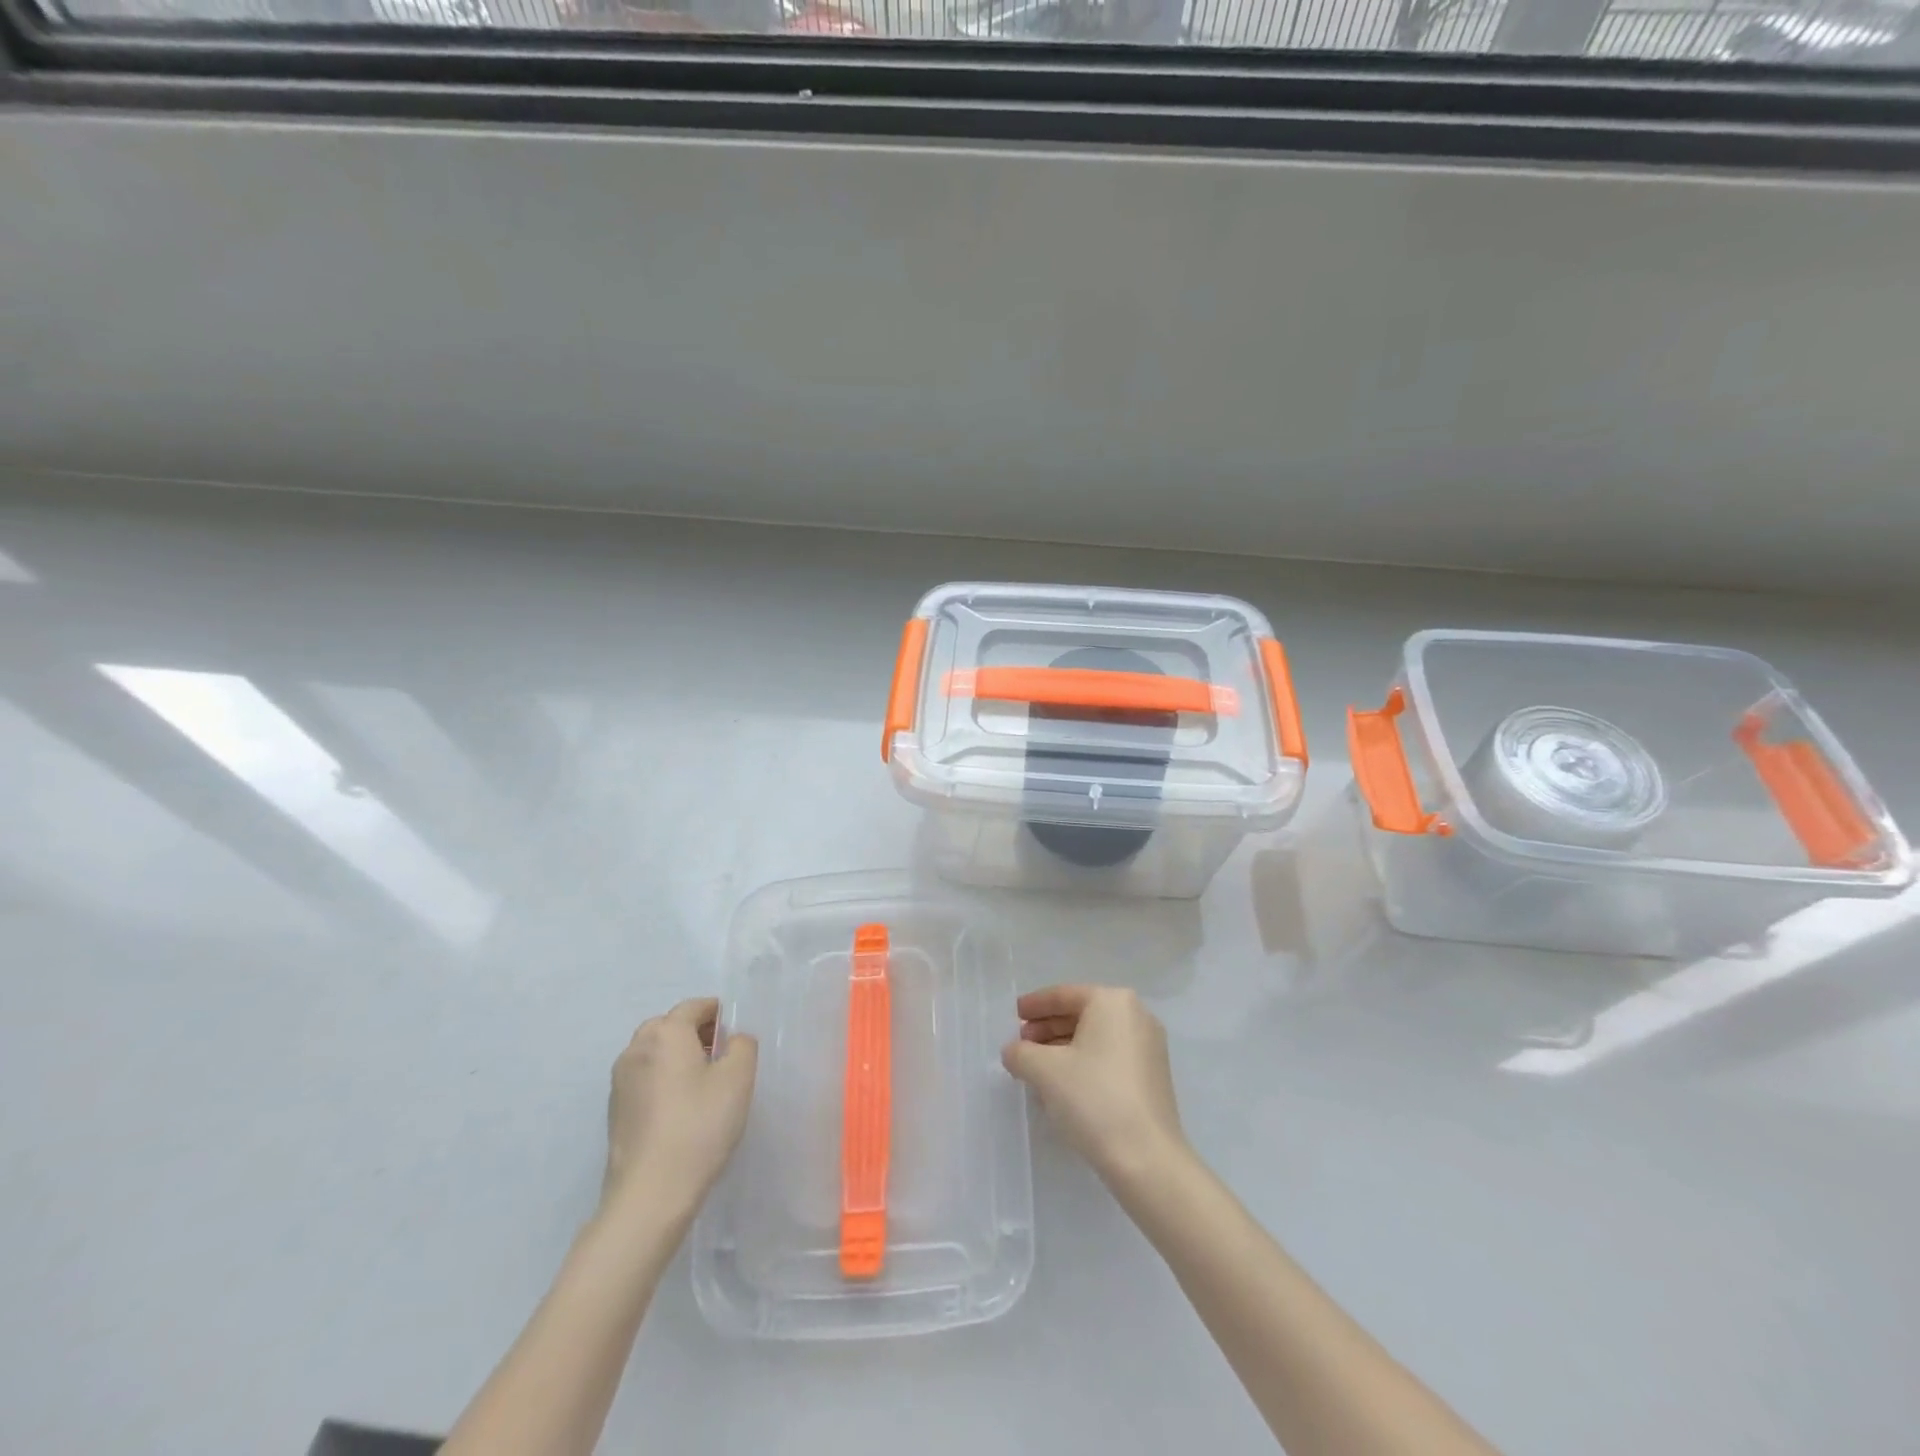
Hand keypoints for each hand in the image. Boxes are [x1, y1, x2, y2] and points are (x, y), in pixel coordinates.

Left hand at [601, 998, 757, 1220]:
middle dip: (695, 1033)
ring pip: (654, 1052)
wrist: (650, 1193)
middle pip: (669, 1026)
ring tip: (702, 1084)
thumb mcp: (738, 1079)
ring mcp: (620, 1081)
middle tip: (721, 1056)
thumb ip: (742, 1046)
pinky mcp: (614, 1110)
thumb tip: (732, 1040)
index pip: (694, 1006)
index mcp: (665, 1033)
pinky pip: (644, 1078)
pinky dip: (662, 1079)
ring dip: (677, 1056)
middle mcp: (636, 1048)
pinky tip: (680, 1108)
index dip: (718, 1013)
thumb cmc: (699, 1126)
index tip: (735, 1033)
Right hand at [1002, 985, 1187, 1191]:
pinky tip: (1063, 1086)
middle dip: (1048, 1028)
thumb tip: (1014, 1051)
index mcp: (1112, 1001)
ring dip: (1064, 1048)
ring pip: (1095, 1038)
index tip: (1014, 1015)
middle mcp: (1136, 1015)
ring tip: (1037, 1068)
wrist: (1146, 1158)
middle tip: (1022, 1045)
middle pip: (1081, 1014)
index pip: (1064, 995)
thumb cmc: (1093, 1098)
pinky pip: (1110, 1057)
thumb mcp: (1043, 1070)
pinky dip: (1085, 1063)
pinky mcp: (1153, 1076)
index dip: (1034, 1005)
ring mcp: (1149, 1047)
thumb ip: (1020, 1053)